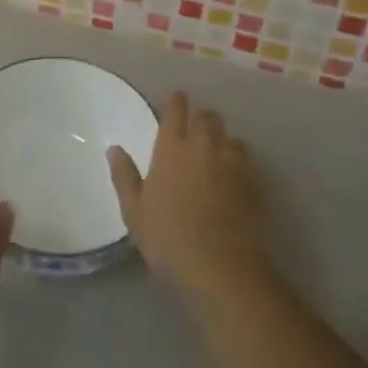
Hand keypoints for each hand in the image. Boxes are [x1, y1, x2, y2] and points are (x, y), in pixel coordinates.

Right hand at [108, 92, 269, 299]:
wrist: (221, 266)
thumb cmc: (169, 236)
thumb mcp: (135, 211)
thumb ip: (124, 177)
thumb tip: (114, 149)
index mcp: (171, 147)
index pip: (176, 109)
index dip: (177, 102)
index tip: (176, 102)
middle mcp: (203, 145)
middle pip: (207, 116)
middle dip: (202, 118)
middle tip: (195, 130)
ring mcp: (231, 163)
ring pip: (231, 136)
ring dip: (223, 140)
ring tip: (217, 153)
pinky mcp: (253, 183)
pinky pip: (247, 161)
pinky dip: (240, 162)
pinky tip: (235, 177)